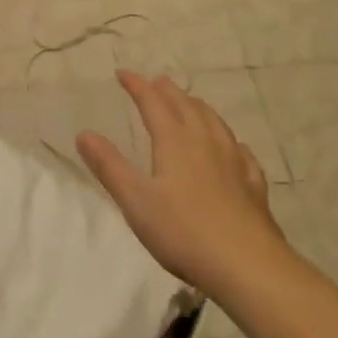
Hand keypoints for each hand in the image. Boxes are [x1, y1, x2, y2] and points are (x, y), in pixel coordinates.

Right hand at [77, 71, 287, 296]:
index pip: (153, 104)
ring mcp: (234, 162)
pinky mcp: (253, 185)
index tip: (123, 73)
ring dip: (198, 108)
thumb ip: (110, 166)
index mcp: (175, 142)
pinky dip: (229, 140)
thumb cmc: (183, 231)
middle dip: (168, 92)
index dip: (138, 86)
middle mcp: (206, 143)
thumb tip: (84, 134)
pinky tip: (233, 147)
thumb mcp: (135, 200)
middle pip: (186, 107)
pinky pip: (241, 152)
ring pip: (215, 123)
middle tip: (157, 81)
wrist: (246, 264)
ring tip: (190, 103)